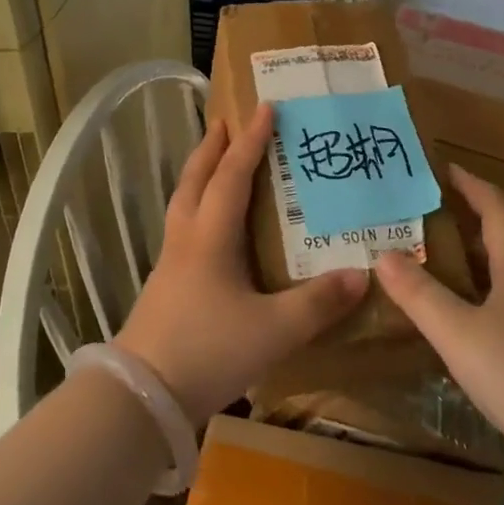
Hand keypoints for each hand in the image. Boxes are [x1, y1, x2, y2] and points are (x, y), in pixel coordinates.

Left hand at [115, 102, 366, 423]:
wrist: (141, 397)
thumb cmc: (208, 350)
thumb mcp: (274, 329)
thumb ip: (318, 303)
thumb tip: (361, 274)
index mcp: (211, 237)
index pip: (232, 175)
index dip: (251, 141)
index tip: (265, 107)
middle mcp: (187, 239)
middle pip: (196, 179)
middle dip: (212, 147)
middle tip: (226, 120)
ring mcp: (170, 263)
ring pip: (184, 202)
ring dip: (200, 174)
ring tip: (215, 161)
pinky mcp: (164, 286)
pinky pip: (182, 228)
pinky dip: (197, 207)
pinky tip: (210, 227)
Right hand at [374, 167, 503, 460]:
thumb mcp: (458, 335)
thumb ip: (419, 295)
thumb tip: (384, 254)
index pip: (499, 209)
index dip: (473, 185)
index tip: (448, 169)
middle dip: (479, 220)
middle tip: (441, 216)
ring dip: (492, 259)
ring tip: (458, 267)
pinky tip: (489, 324)